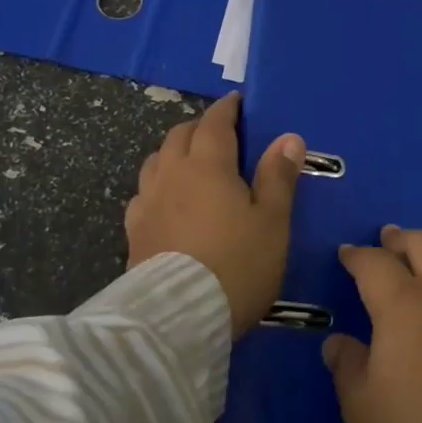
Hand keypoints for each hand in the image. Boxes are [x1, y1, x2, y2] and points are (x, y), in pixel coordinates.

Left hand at [126, 92, 305, 337]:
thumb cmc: (237, 264)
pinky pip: (144, 193)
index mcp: (207, 165)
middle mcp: (171, 174)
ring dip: (174, 152)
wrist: (177, 319)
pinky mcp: (133, 232)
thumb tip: (288, 137)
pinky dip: (158, 185)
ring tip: (192, 164)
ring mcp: (147, 202)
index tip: (238, 103)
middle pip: (180, 135)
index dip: (227, 109)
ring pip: (156, 160)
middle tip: (221, 134)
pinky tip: (167, 201)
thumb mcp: (272, 222)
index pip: (215, 122)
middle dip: (200, 127)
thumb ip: (278, 177)